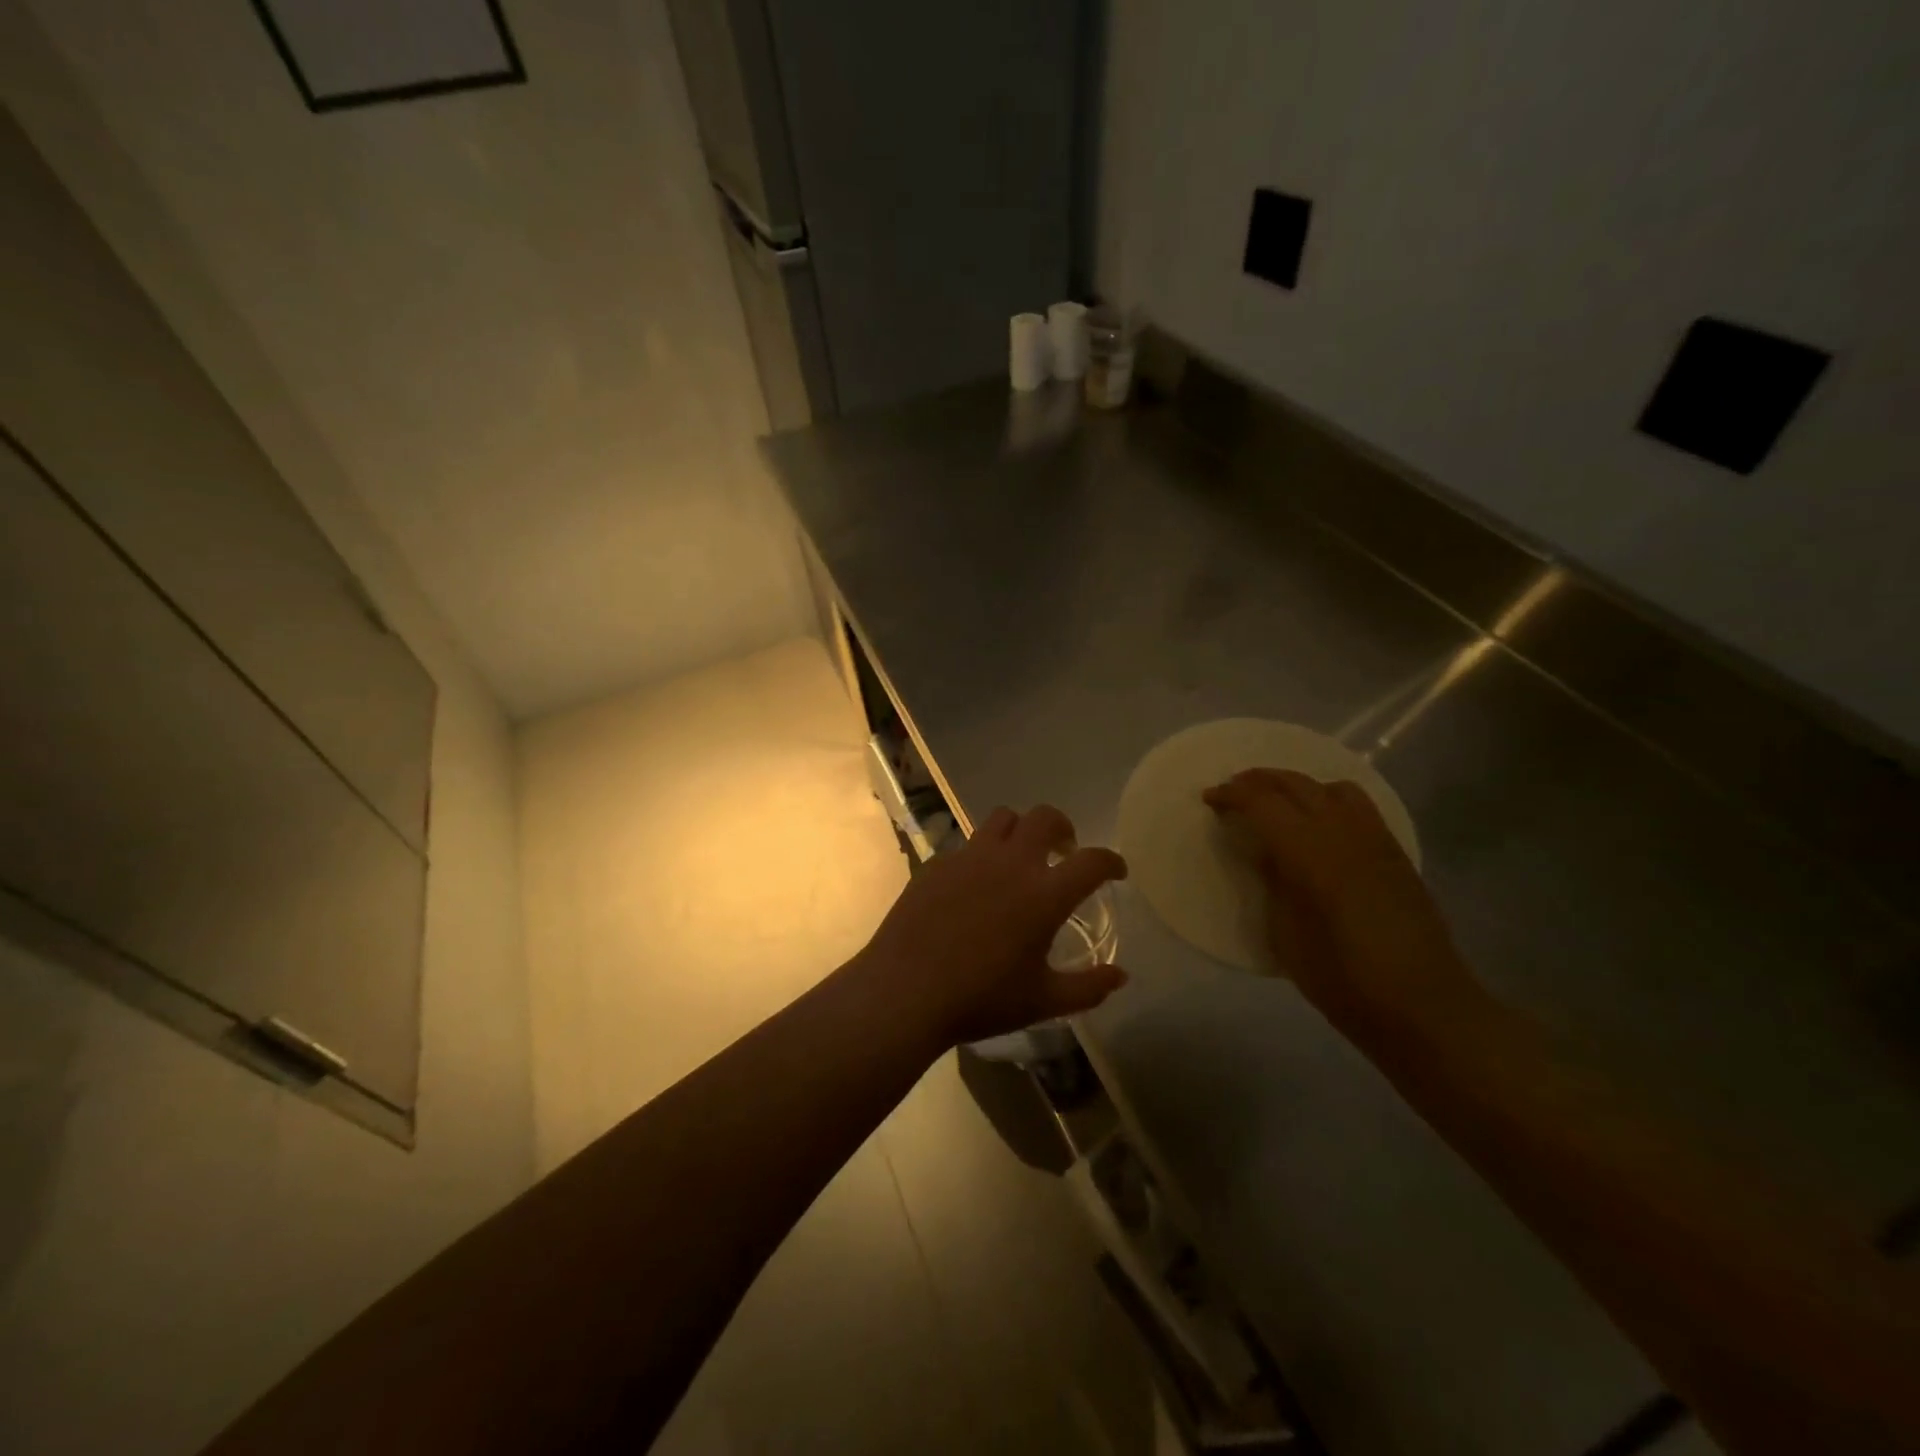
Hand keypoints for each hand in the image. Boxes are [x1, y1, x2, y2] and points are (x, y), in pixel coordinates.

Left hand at [856, 805, 1128, 1049]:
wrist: (906, 991)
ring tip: (1019, 857)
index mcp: (1044, 894)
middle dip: (1063, 827)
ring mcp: (970, 857)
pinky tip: (975, 885)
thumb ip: (1088, 988)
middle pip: (1045, 817)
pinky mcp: (938, 863)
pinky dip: (982, 854)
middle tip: (1064, 851)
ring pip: (1003, 818)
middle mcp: (1010, 863)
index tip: (1115, 871)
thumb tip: (1120, 976)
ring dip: (1020, 830)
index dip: (1110, 861)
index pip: (1092, 861)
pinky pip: (967, 844)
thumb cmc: (981, 999)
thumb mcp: (1043, 1002)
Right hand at [1203, 769, 1475, 1031]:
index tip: (1209, 799)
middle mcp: (1343, 833)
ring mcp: (1375, 839)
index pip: (1262, 802)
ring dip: (1297, 785)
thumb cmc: (1341, 979)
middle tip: (1232, 791)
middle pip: (1296, 784)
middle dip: (1258, 780)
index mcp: (1310, 853)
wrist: (1422, 1007)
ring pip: (1331, 787)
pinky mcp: (1395, 853)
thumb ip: (1273, 881)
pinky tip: (1318, 824)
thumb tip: (1265, 850)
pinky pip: (1359, 806)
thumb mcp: (1286, 933)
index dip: (1231, 795)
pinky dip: (1328, 799)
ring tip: (1276, 802)